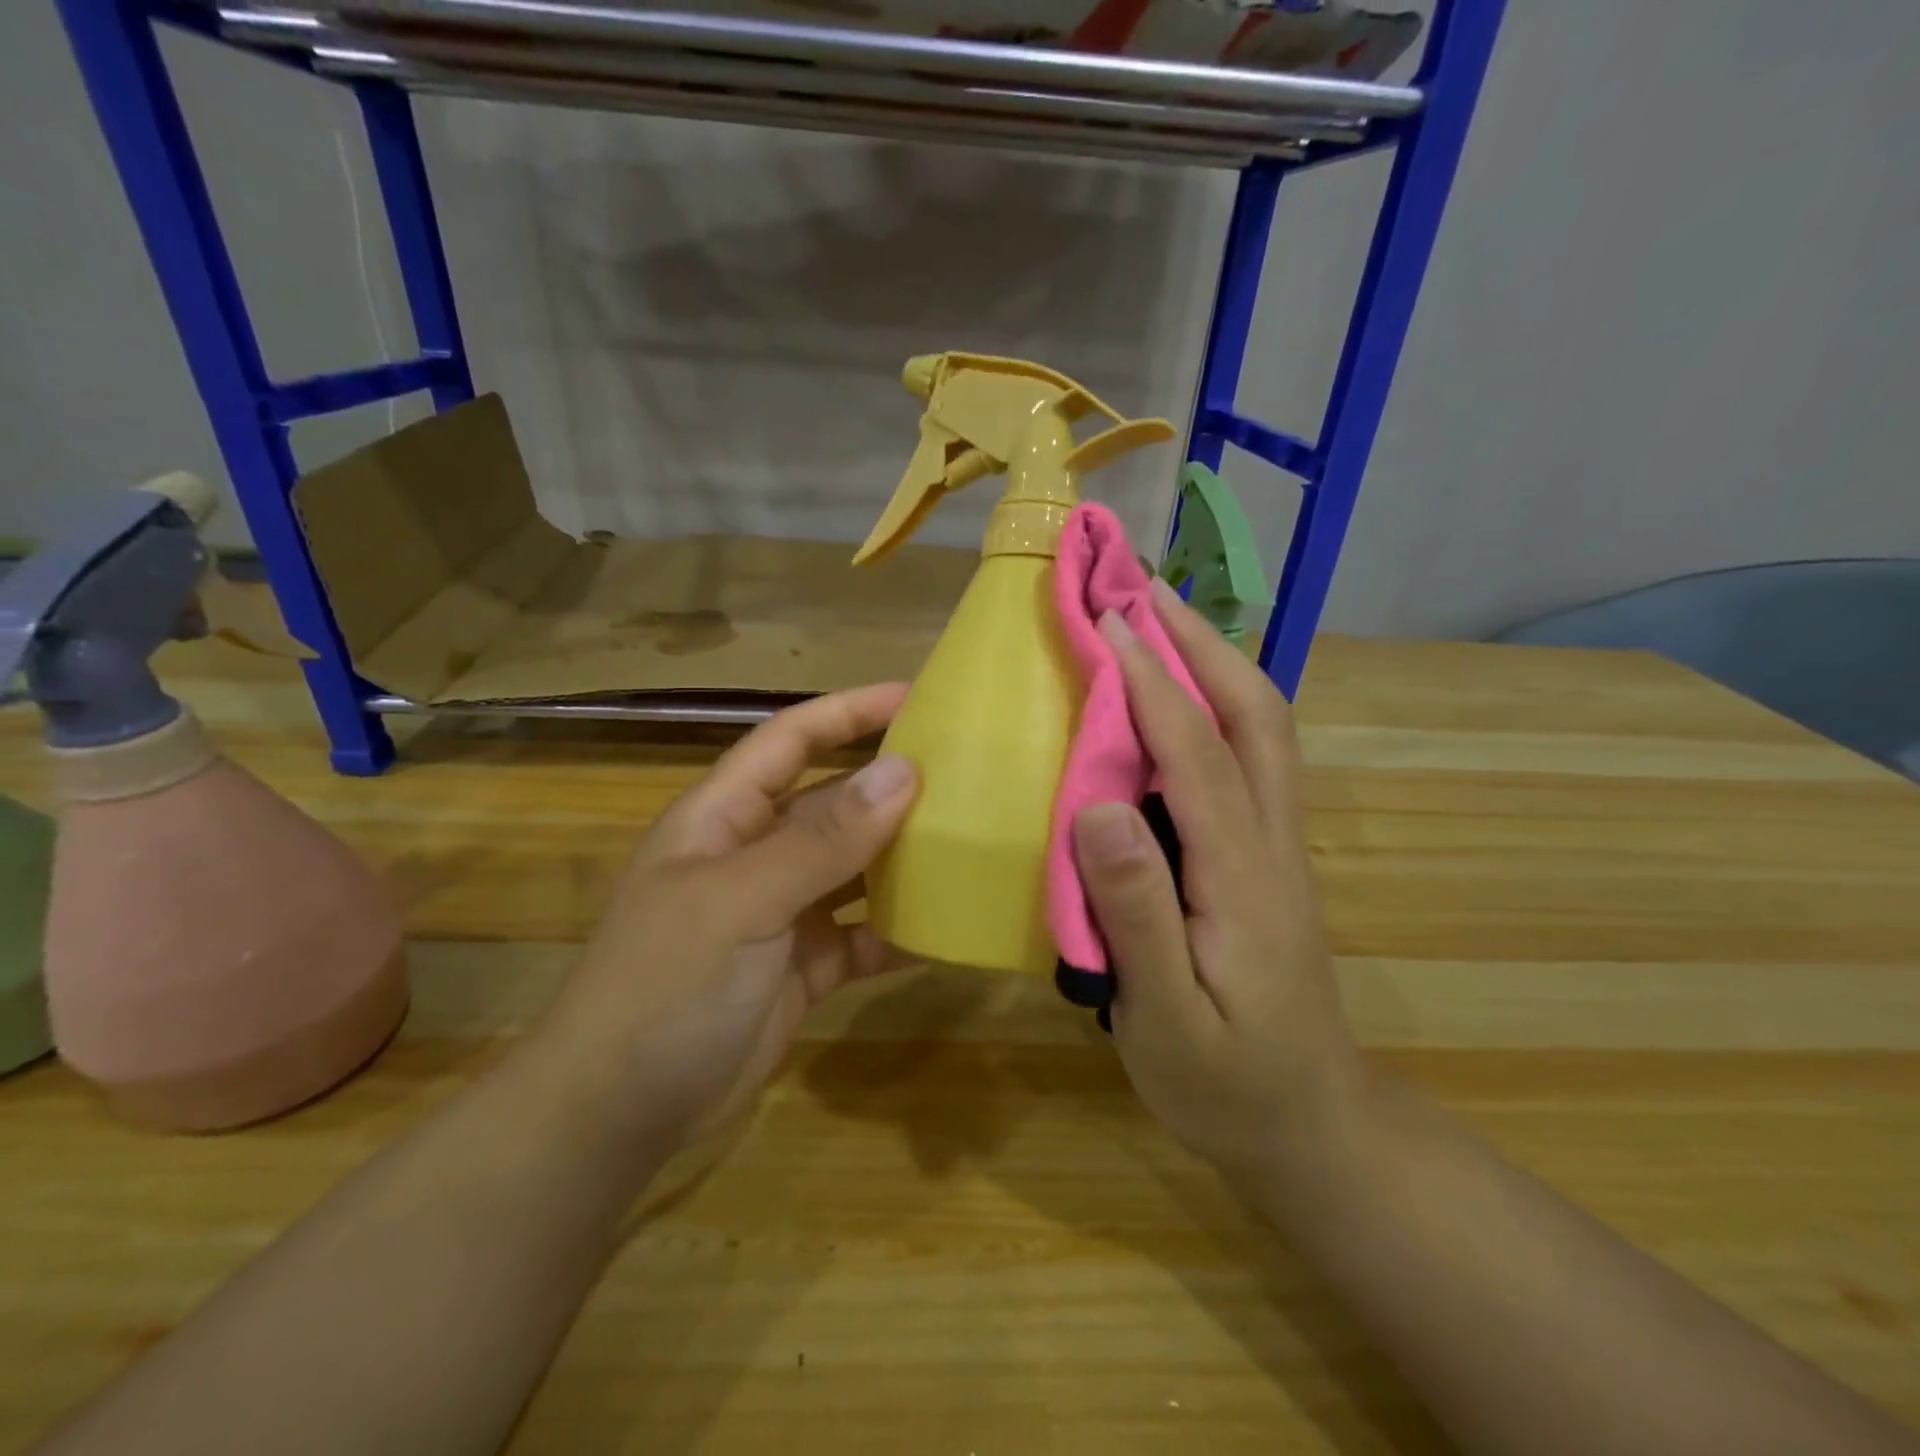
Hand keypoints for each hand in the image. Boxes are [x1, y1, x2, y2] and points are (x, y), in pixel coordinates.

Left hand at [530, 686, 918, 1158]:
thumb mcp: (743, 900)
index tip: (915, 698)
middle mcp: (754, 854)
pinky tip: (945, 929)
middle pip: (831, 802)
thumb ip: (823, 839)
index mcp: (724, 816)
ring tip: (968, 842)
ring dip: (901, 858)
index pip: (791, 739)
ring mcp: (780, 913)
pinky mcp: (802, 968)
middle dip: (890, 785)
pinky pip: (861, 936)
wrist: (618, 1113)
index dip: (848, 711)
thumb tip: (904, 771)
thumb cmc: (667, 985)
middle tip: (965, 775)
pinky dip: (898, 932)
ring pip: (852, 868)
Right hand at [1072, 584, 1362, 1191]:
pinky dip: (1217, 706)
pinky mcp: (1269, 858)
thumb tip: (1100, 807)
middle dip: (1204, 643)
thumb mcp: (1169, 1020)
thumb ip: (1136, 915)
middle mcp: (1274, 843)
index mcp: (1244, 877)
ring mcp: (1279, 847)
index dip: (1153, 682)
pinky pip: (1250, 759)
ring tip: (1160, 622)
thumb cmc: (1229, 1084)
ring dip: (1216, 663)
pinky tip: (1177, 700)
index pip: (1199, 755)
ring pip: (1262, 731)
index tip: (1108, 622)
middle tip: (1146, 590)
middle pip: (1256, 717)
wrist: (1313, 1128)